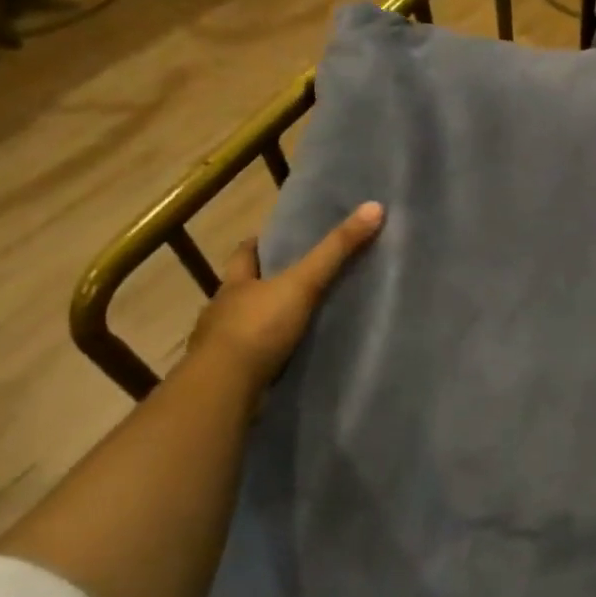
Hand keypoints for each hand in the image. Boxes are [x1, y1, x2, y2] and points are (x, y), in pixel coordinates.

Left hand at [187, 202, 383, 388]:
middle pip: (243, 289)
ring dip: (264, 323)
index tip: (275, 239)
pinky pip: (251, 359)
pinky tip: (285, 359)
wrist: (224, 389)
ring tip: (296, 323)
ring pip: (244, 326)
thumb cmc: (258, 328)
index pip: (244, 254)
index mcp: (235, 284)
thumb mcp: (303, 283)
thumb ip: (336, 250)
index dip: (259, 244)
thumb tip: (374, 207)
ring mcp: (221, 346)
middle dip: (263, 285)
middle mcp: (222, 310)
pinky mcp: (229, 377)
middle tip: (295, 280)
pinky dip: (265, 356)